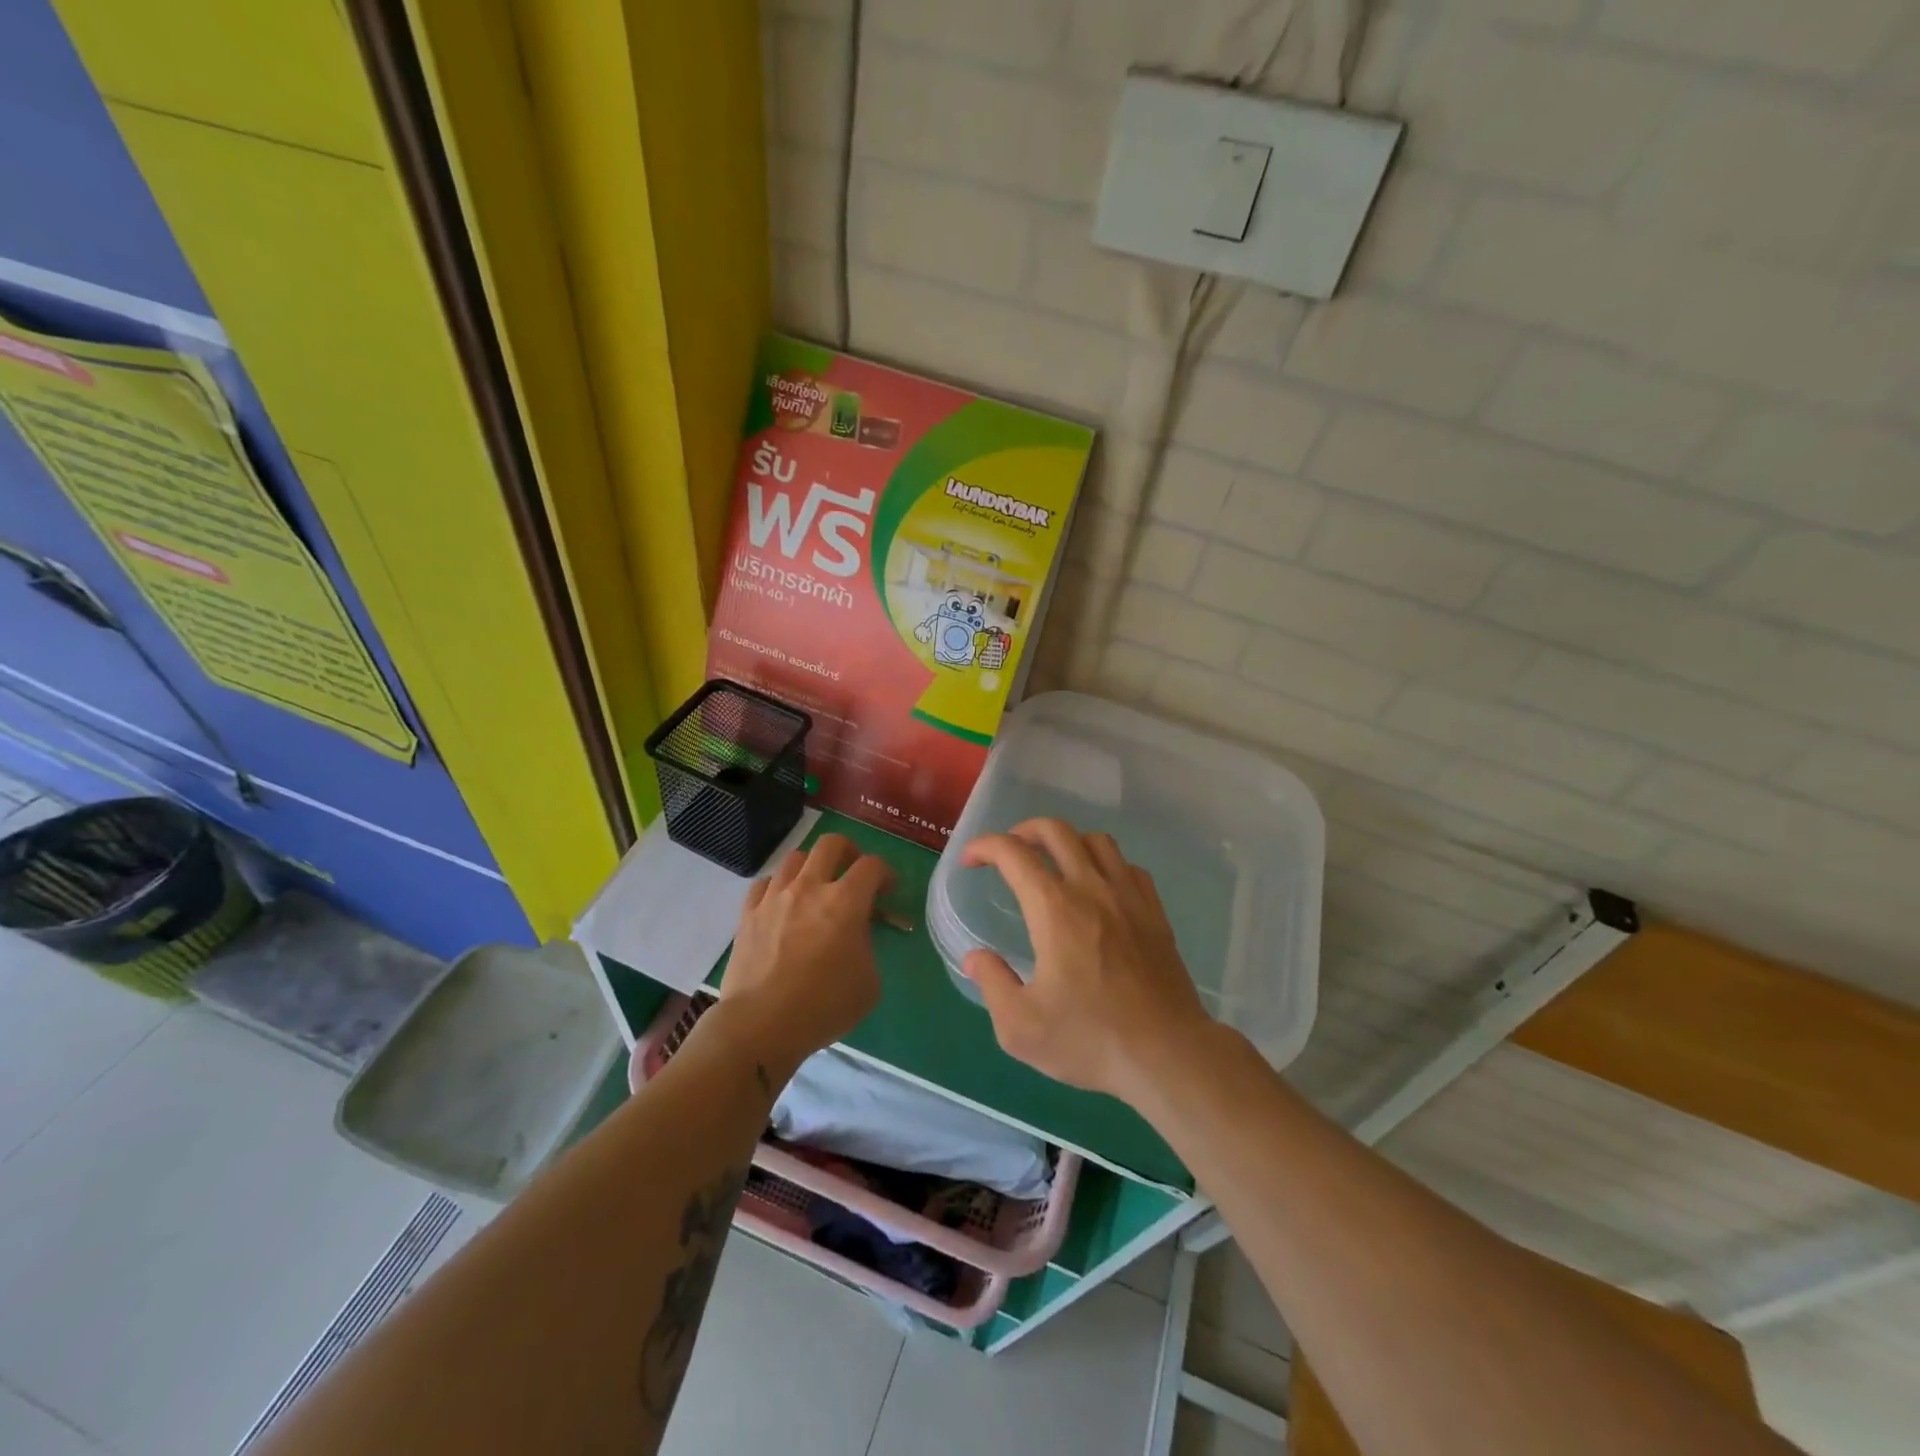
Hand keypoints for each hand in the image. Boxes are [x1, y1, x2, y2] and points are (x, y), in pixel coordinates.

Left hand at [713, 834, 893, 1085]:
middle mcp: (810, 887)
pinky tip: (782, 904)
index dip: (885, 873)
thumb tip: (856, 935)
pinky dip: (777, 886)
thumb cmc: (824, 1006)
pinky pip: (764, 883)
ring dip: (812, 867)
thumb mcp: (869, 982)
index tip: (887, 891)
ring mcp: (774, 897)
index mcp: (846, 901)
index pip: (872, 866)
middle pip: (831, 844)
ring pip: (795, 858)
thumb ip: (867, 947)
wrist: (762, 1025)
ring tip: (815, 888)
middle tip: (852, 873)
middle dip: (849, 852)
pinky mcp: (747, 913)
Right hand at [960, 818, 1216, 1101]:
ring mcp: (1129, 897)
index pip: (1013, 853)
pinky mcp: (1154, 912)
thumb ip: (992, 983)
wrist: (1167, 1054)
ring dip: (1067, 841)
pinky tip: (1098, 888)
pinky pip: (1127, 866)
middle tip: (1008, 852)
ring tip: (1053, 864)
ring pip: (1096, 840)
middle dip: (1023, 830)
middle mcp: (1092, 889)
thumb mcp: (1020, 1027)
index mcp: (1054, 909)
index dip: (984, 847)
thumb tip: (975, 957)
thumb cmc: (1089, 1040)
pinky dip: (1104, 863)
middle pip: (1056, 831)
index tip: (969, 861)